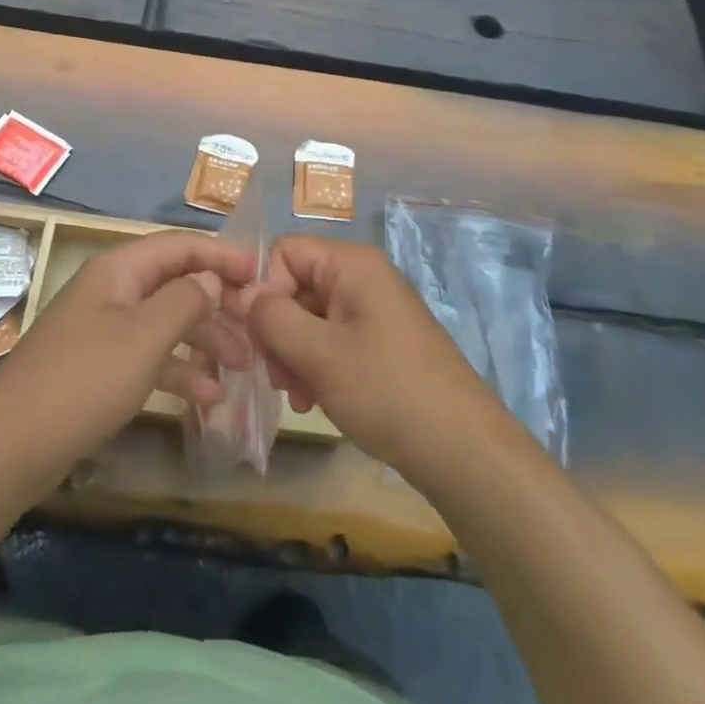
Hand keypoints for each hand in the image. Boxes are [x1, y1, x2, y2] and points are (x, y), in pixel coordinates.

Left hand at [0, 231, 254, 487]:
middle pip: (176, 283)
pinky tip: (209, 398)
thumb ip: (185, 301)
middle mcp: (113, 290)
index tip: (261, 275)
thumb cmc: (83, 381)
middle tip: (258, 330)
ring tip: (244, 369)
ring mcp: (105, 328)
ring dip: (205, 340)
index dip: (221, 255)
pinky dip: (179, 370)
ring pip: (167, 321)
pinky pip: (150, 355)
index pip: (180, 246)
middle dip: (218, 304)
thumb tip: (212, 279)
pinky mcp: (101, 365)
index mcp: (120, 269)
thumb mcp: (143, 338)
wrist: (8, 448)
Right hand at [239, 236, 494, 479]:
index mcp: (352, 264)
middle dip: (277, 329)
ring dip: (293, 354)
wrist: (463, 451)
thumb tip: (240, 294)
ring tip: (296, 396)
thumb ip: (272, 318)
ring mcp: (373, 311)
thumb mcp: (319, 354)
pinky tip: (312, 401)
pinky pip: (332, 340)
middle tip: (275, 376)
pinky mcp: (380, 343)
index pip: (285, 252)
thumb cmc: (388, 392)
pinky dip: (315, 366)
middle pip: (296, 285)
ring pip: (310, 317)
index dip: (265, 288)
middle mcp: (363, 278)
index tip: (260, 336)